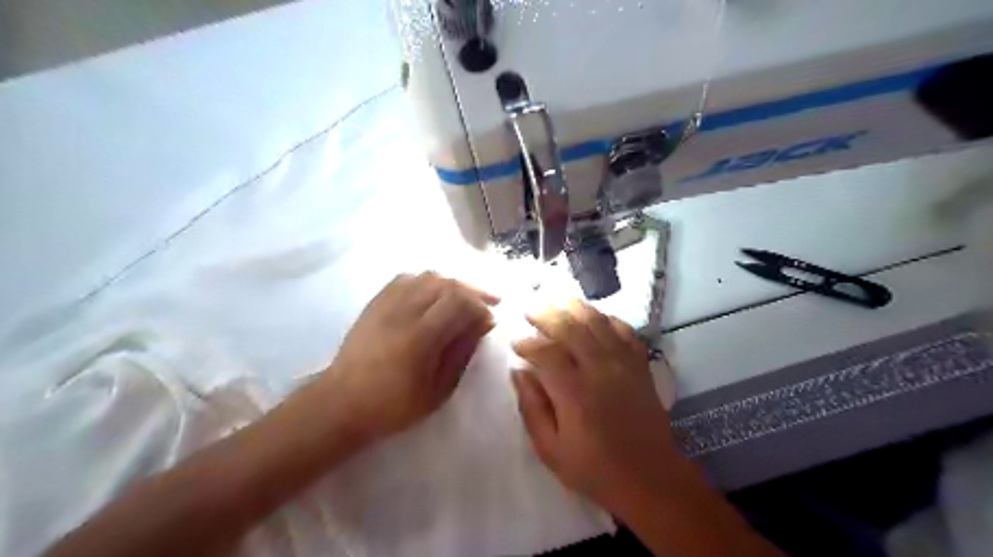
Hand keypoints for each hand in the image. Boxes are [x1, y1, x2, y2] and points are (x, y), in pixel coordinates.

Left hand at [313, 271, 495, 443]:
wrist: (342, 403)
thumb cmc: (393, 405)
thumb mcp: (437, 391)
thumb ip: (461, 354)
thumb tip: (481, 326)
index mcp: (419, 337)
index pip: (458, 302)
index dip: (480, 306)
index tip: (490, 321)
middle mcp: (403, 312)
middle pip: (446, 283)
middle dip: (472, 291)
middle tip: (487, 303)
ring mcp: (386, 304)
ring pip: (426, 276)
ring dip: (451, 284)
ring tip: (463, 298)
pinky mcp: (375, 303)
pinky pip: (405, 279)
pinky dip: (426, 281)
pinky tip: (433, 294)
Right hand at [513, 303, 683, 516]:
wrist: (650, 478)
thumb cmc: (594, 469)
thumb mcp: (551, 450)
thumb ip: (532, 408)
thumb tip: (519, 373)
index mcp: (574, 394)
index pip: (546, 353)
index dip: (528, 343)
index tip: (515, 341)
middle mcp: (599, 371)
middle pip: (571, 328)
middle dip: (547, 313)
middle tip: (531, 307)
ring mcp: (624, 365)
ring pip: (598, 323)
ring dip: (576, 307)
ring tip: (558, 299)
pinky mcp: (640, 366)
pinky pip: (625, 332)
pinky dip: (610, 319)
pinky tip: (597, 316)